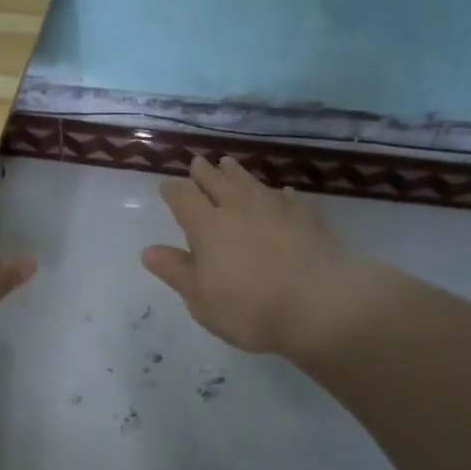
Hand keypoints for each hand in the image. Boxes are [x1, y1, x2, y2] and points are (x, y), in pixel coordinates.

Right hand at [142, 155, 363, 357]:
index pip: (183, 198)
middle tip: (198, 162)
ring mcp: (276, 209)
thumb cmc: (249, 307)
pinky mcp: (309, 218)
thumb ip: (175, 271)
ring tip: (229, 164)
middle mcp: (239, 208)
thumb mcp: (200, 298)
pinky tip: (283, 194)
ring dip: (237, 173)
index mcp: (207, 226)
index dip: (173, 191)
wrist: (322, 304)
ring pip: (251, 183)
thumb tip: (148, 250)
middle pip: (217, 182)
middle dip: (204, 173)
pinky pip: (290, 199)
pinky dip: (281, 195)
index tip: (167, 187)